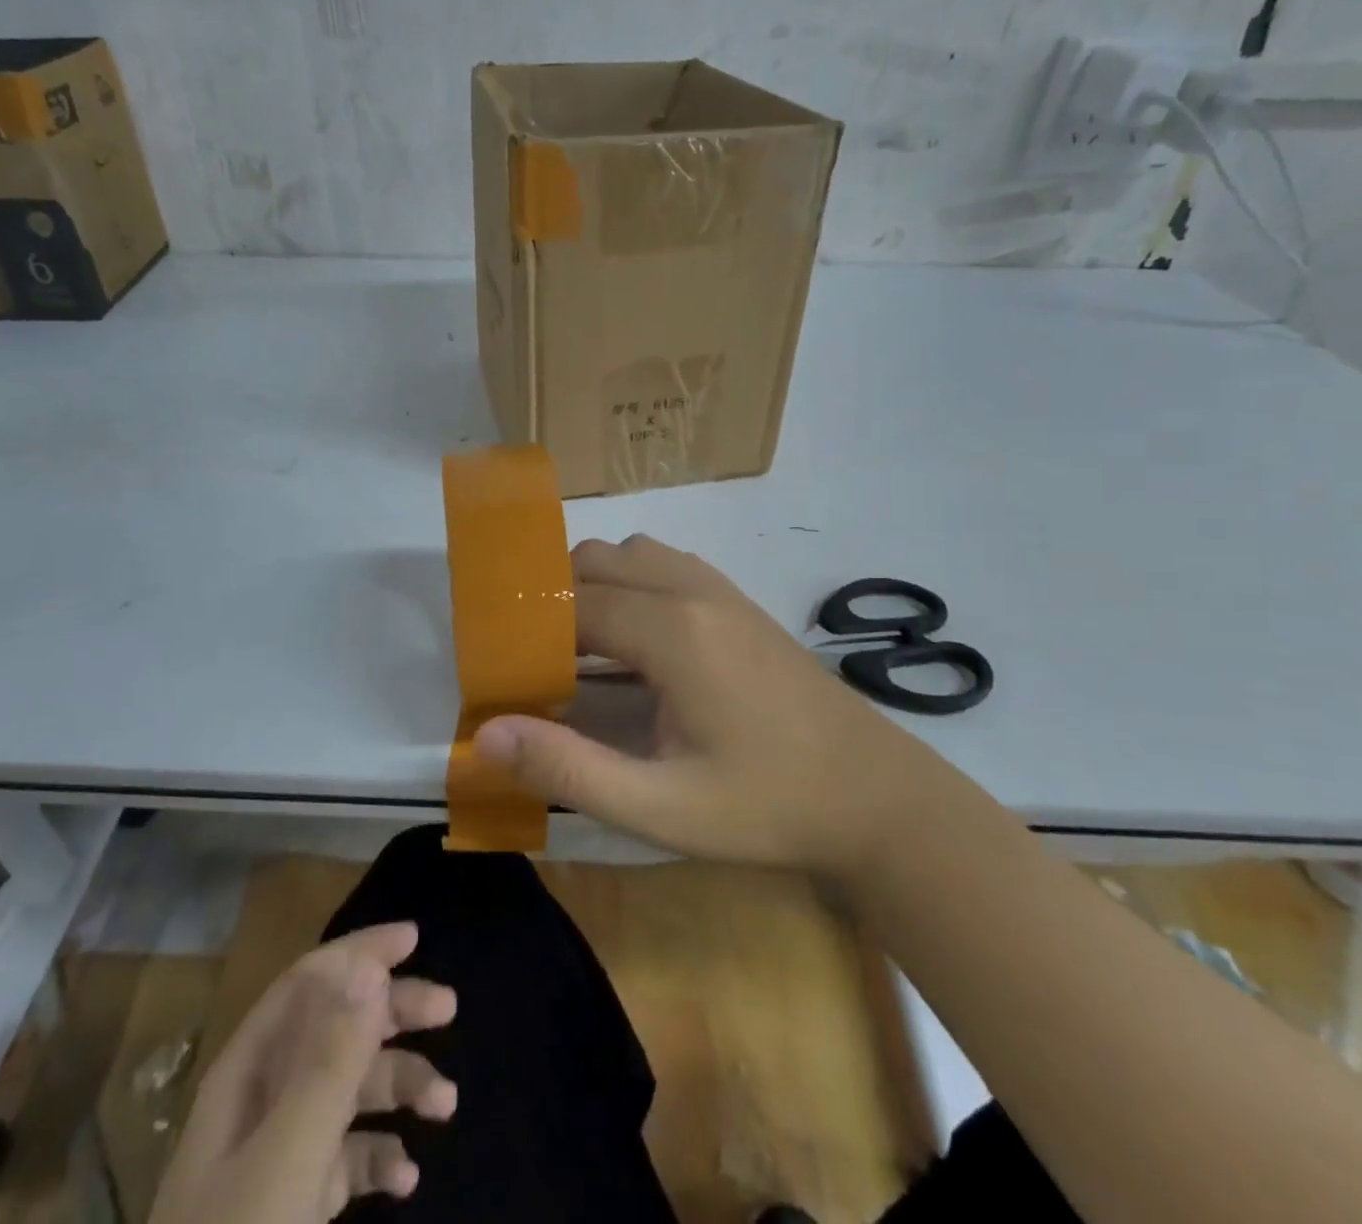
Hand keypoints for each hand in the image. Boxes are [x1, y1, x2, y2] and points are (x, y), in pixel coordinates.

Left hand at [149, 923, 456, 1223]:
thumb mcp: (286, 1159)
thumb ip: (329, 1063)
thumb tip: (368, 968)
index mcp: (248, 1074)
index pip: (309, 983)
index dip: (359, 953)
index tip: (413, 940)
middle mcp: (262, 1100)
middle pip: (335, 1029)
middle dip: (392, 1011)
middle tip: (448, 1008)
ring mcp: (277, 1154)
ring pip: (348, 1091)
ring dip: (399, 1086)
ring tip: (445, 1106)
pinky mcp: (292, 1204)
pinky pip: (345, 1157)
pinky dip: (380, 1156)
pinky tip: (406, 1177)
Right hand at [475, 534, 933, 871]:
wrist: (874, 796)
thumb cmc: (766, 805)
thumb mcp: (660, 807)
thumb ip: (568, 768)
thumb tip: (486, 735)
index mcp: (672, 631)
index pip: (571, 604)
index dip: (527, 631)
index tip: (505, 670)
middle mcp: (692, 590)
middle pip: (594, 562)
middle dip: (555, 603)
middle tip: (540, 665)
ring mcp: (721, 589)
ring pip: (630, 554)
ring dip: (595, 587)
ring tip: (583, 651)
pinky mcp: (739, 600)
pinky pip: (665, 565)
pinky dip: (631, 584)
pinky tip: (637, 643)